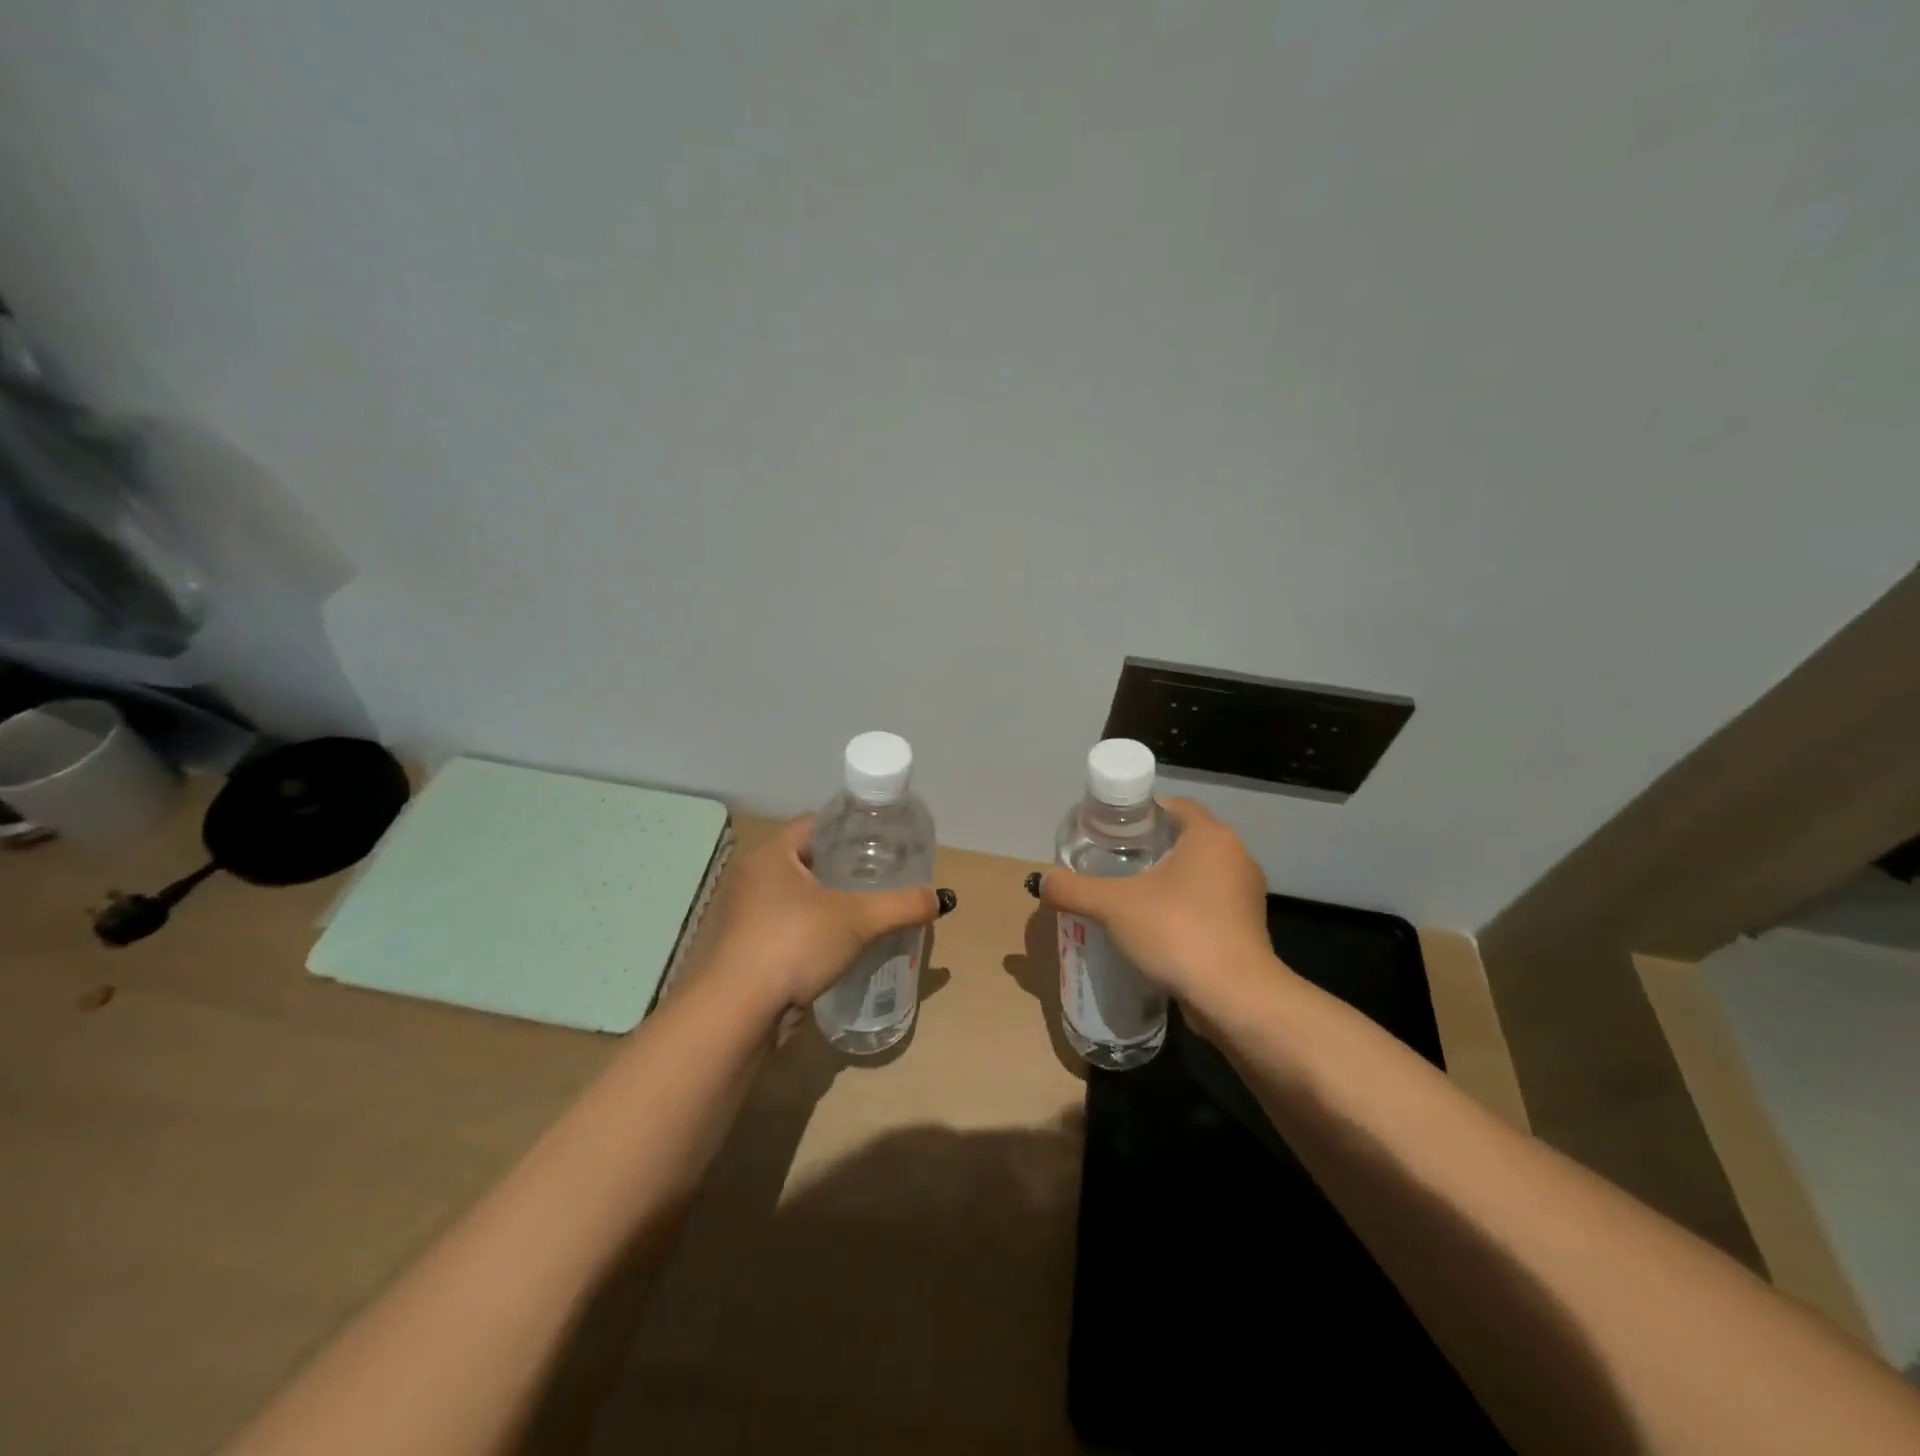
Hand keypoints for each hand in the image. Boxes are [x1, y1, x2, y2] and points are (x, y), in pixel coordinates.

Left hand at [701, 818, 947, 1019]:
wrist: (734, 1014)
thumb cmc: (792, 945)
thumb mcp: (857, 920)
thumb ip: (902, 905)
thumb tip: (941, 899)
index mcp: (771, 854)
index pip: (817, 824)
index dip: (852, 829)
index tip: (883, 842)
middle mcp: (752, 877)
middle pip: (807, 860)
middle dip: (844, 868)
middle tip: (882, 876)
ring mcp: (744, 915)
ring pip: (796, 897)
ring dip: (827, 902)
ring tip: (867, 910)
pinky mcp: (744, 948)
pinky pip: (787, 926)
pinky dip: (812, 929)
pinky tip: (839, 944)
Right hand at [1036, 797, 1280, 1011]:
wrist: (1235, 999)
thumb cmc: (1177, 932)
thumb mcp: (1112, 906)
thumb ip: (1073, 889)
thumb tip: (1041, 881)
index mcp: (1210, 837)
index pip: (1174, 805)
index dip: (1140, 812)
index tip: (1109, 829)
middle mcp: (1235, 857)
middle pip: (1184, 839)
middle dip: (1148, 848)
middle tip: (1110, 862)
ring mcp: (1245, 895)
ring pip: (1196, 874)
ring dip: (1165, 881)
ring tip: (1126, 896)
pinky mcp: (1246, 928)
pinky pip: (1206, 905)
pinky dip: (1181, 908)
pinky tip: (1152, 928)